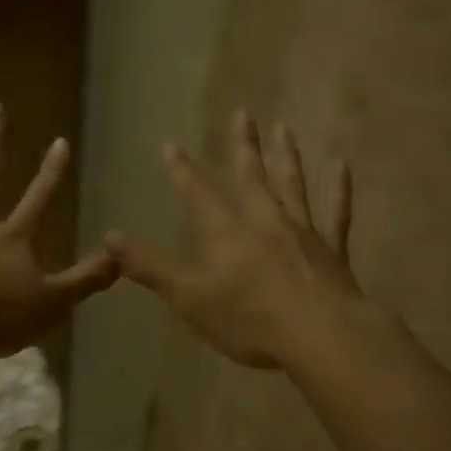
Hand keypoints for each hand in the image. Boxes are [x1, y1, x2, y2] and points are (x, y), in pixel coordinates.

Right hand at [106, 112, 366, 369]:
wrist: (321, 336)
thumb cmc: (249, 319)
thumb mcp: (188, 298)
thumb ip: (149, 267)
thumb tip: (108, 238)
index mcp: (226, 232)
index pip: (197, 193)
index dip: (182, 170)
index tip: (171, 144)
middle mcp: (263, 221)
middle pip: (250, 176)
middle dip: (242, 146)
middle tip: (243, 113)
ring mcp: (301, 232)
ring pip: (291, 185)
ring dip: (286, 156)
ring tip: (284, 127)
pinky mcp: (331, 250)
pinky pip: (336, 213)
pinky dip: (339, 189)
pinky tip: (342, 165)